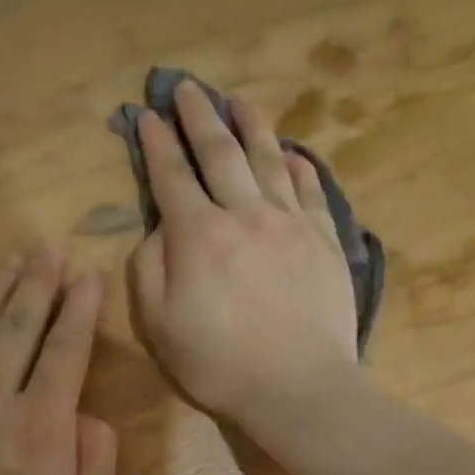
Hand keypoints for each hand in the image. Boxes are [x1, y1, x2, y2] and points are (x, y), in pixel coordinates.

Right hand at [129, 79, 357, 430]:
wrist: (299, 387)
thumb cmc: (219, 363)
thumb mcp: (158, 323)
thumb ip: (150, 267)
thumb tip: (160, 228)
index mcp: (198, 234)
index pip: (171, 176)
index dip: (157, 144)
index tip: (148, 117)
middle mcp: (244, 214)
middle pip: (219, 152)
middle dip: (199, 116)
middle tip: (187, 87)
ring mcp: (290, 223)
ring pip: (268, 160)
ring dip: (251, 126)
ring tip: (239, 100)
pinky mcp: (325, 240)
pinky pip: (310, 192)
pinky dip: (299, 168)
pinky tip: (293, 154)